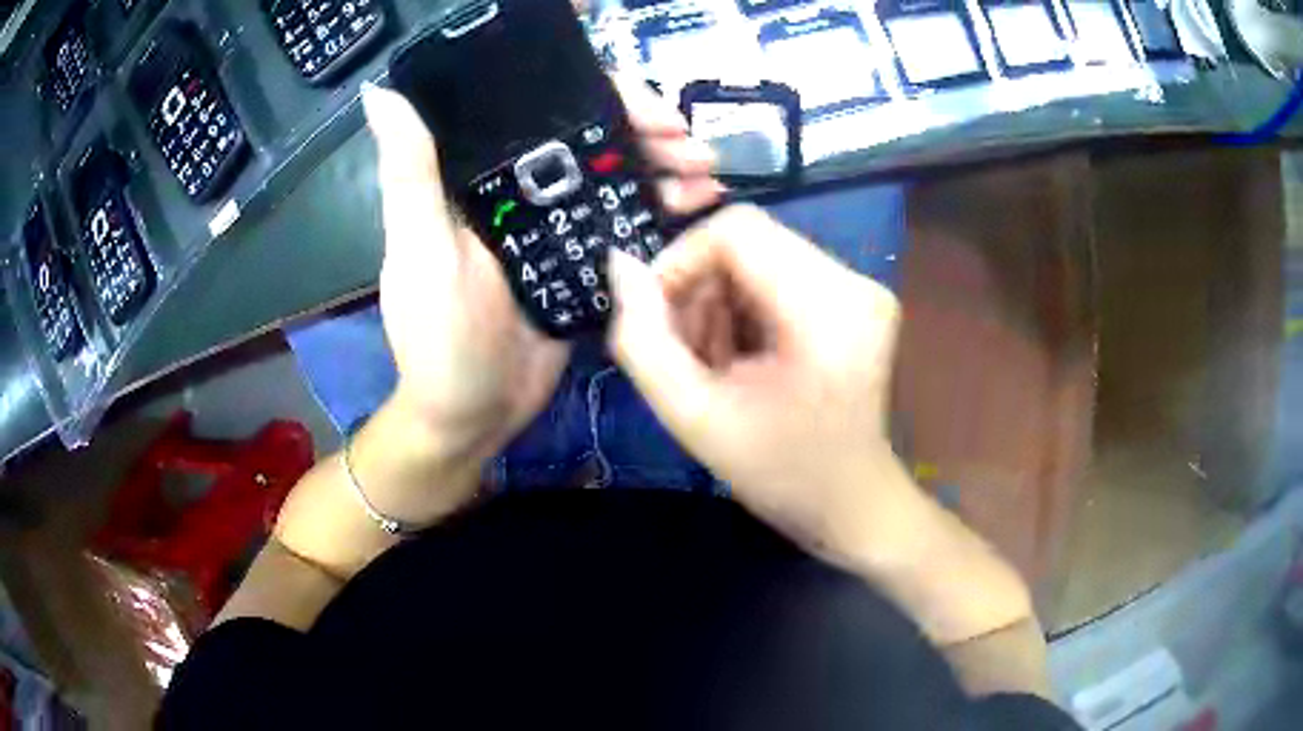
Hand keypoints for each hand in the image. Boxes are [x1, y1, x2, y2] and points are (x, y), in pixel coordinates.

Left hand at [362, 80, 721, 464]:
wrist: (472, 414)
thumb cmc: (438, 335)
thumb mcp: (420, 248)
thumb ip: (410, 172)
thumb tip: (380, 92)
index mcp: (482, 174)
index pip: (545, 110)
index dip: (602, 97)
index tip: (649, 110)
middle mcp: (522, 188)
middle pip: (593, 139)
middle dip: (647, 133)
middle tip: (694, 145)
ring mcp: (558, 226)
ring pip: (618, 177)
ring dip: (666, 166)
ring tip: (709, 173)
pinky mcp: (585, 263)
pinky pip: (628, 224)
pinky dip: (665, 210)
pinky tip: (701, 205)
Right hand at [606, 205, 907, 554]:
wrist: (851, 503)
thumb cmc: (780, 473)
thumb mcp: (694, 418)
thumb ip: (643, 341)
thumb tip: (619, 265)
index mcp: (827, 309)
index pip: (736, 230)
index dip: (680, 261)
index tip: (658, 318)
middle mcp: (854, 282)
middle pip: (748, 241)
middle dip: (700, 289)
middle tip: (688, 355)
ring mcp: (862, 287)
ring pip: (760, 255)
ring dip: (721, 302)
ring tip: (719, 365)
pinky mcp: (858, 297)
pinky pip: (781, 274)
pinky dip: (747, 308)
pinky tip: (747, 358)